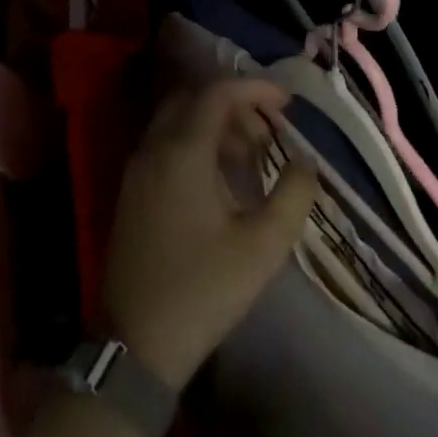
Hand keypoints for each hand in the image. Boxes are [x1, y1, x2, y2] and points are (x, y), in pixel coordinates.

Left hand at [103, 78, 318, 389]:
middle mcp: (154, 149)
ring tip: (251, 154)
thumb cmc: (202, 291)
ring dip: (216, 124)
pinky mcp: (131, 192)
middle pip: (194, 99)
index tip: (287, 102)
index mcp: (182, 151)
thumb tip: (306, 161)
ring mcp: (137, 170)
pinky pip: (165, 144)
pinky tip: (220, 178)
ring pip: (178, 121)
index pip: (218, 93)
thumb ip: (293, 195)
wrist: (134, 348)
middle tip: (268, 130)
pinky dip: (196, 142)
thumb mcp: (262, 247)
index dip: (255, 88)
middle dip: (235, 104)